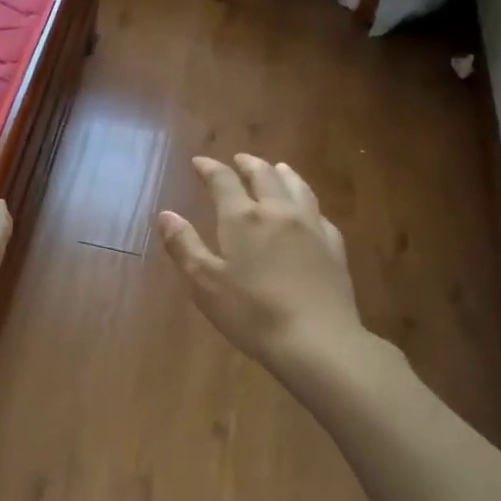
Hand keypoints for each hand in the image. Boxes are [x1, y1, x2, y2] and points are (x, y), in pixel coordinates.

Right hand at [157, 155, 370, 371]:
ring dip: (282, 173)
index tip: (198, 162)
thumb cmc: (251, 313)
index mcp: (243, 218)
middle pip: (264, 175)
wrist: (317, 340)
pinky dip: (307, 202)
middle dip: (248, 164)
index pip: (223, 180)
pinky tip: (307, 211)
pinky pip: (319, 213)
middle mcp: (279, 212)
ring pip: (297, 187)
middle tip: (238, 159)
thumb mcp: (204, 283)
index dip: (209, 168)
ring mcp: (312, 227)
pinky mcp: (334, 248)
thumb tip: (166, 214)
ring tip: (276, 168)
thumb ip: (184, 245)